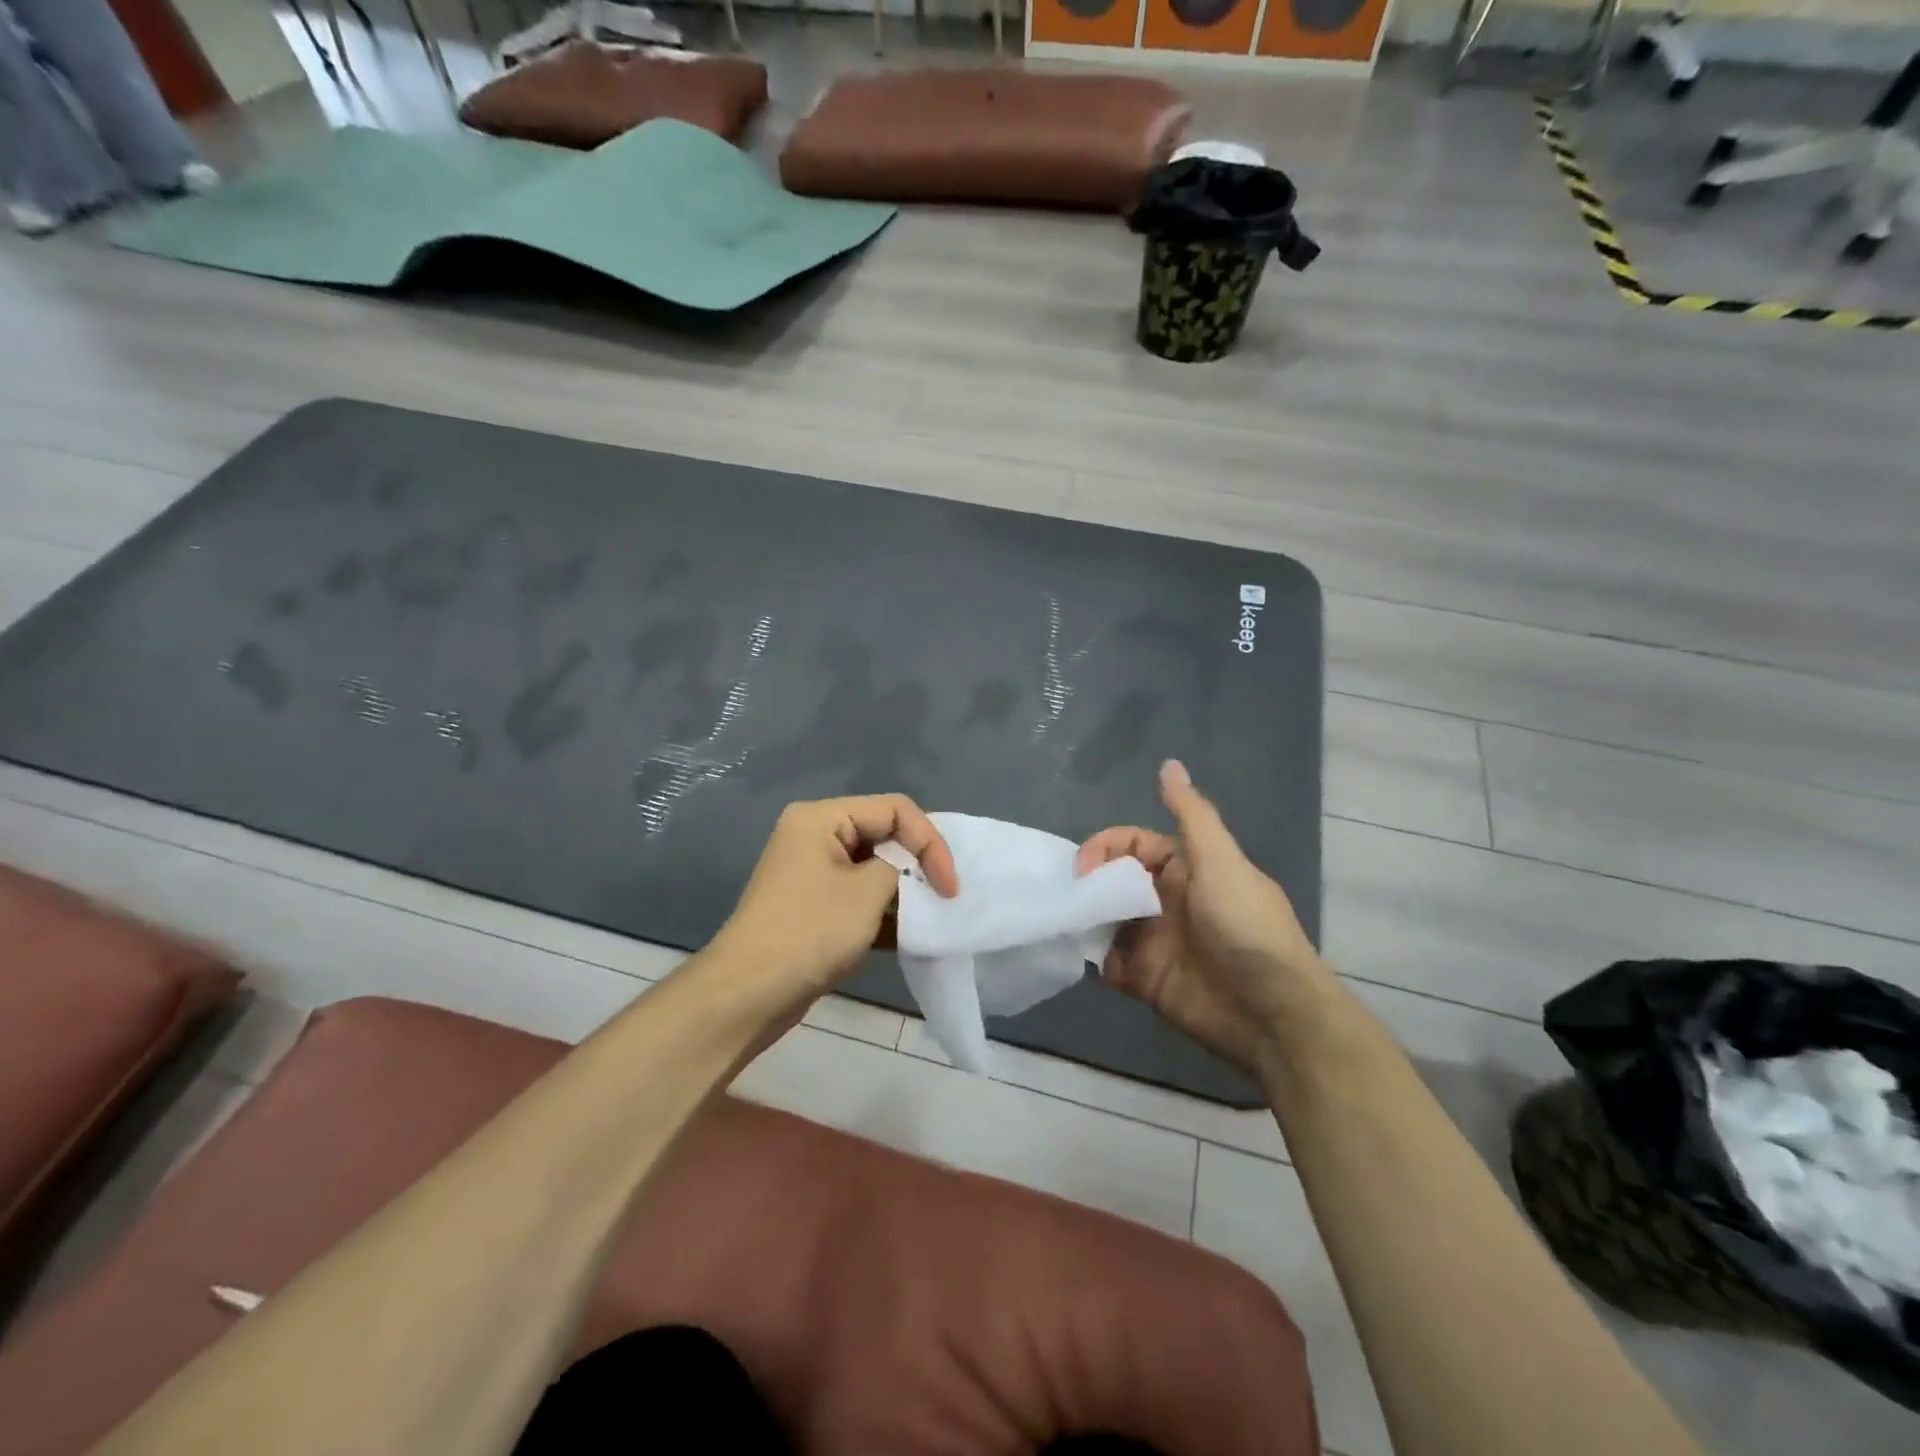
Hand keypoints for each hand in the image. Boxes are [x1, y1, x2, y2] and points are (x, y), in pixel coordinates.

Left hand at [711, 794, 958, 1008]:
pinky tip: (908, 934)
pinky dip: (884, 910)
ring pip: (874, 867)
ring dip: (903, 890)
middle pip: (884, 834)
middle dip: (918, 863)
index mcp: (821, 817)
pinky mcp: (814, 905)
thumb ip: (901, 868)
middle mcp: (815, 835)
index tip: (949, 886)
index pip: (894, 809)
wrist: (748, 994)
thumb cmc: (810, 932)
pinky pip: (859, 895)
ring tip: (930, 915)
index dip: (930, 841)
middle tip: (946, 895)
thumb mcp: (868, 893)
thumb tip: (908, 873)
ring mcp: (813, 871)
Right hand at [1077, 760, 1325, 1079]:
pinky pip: (1107, 961)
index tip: (1081, 868)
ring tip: (1059, 924)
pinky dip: (1089, 957)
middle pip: (1114, 881)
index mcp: (1186, 868)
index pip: (1132, 846)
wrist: (1272, 1014)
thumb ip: (1191, 815)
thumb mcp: (1221, 862)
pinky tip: (1074, 956)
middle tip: (1063, 897)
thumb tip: (1169, 763)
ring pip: (1106, 919)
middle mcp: (1166, 900)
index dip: (1104, 849)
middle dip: (1087, 883)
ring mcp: (1154, 941)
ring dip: (1083, 918)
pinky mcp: (1145, 979)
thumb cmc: (1246, 929)